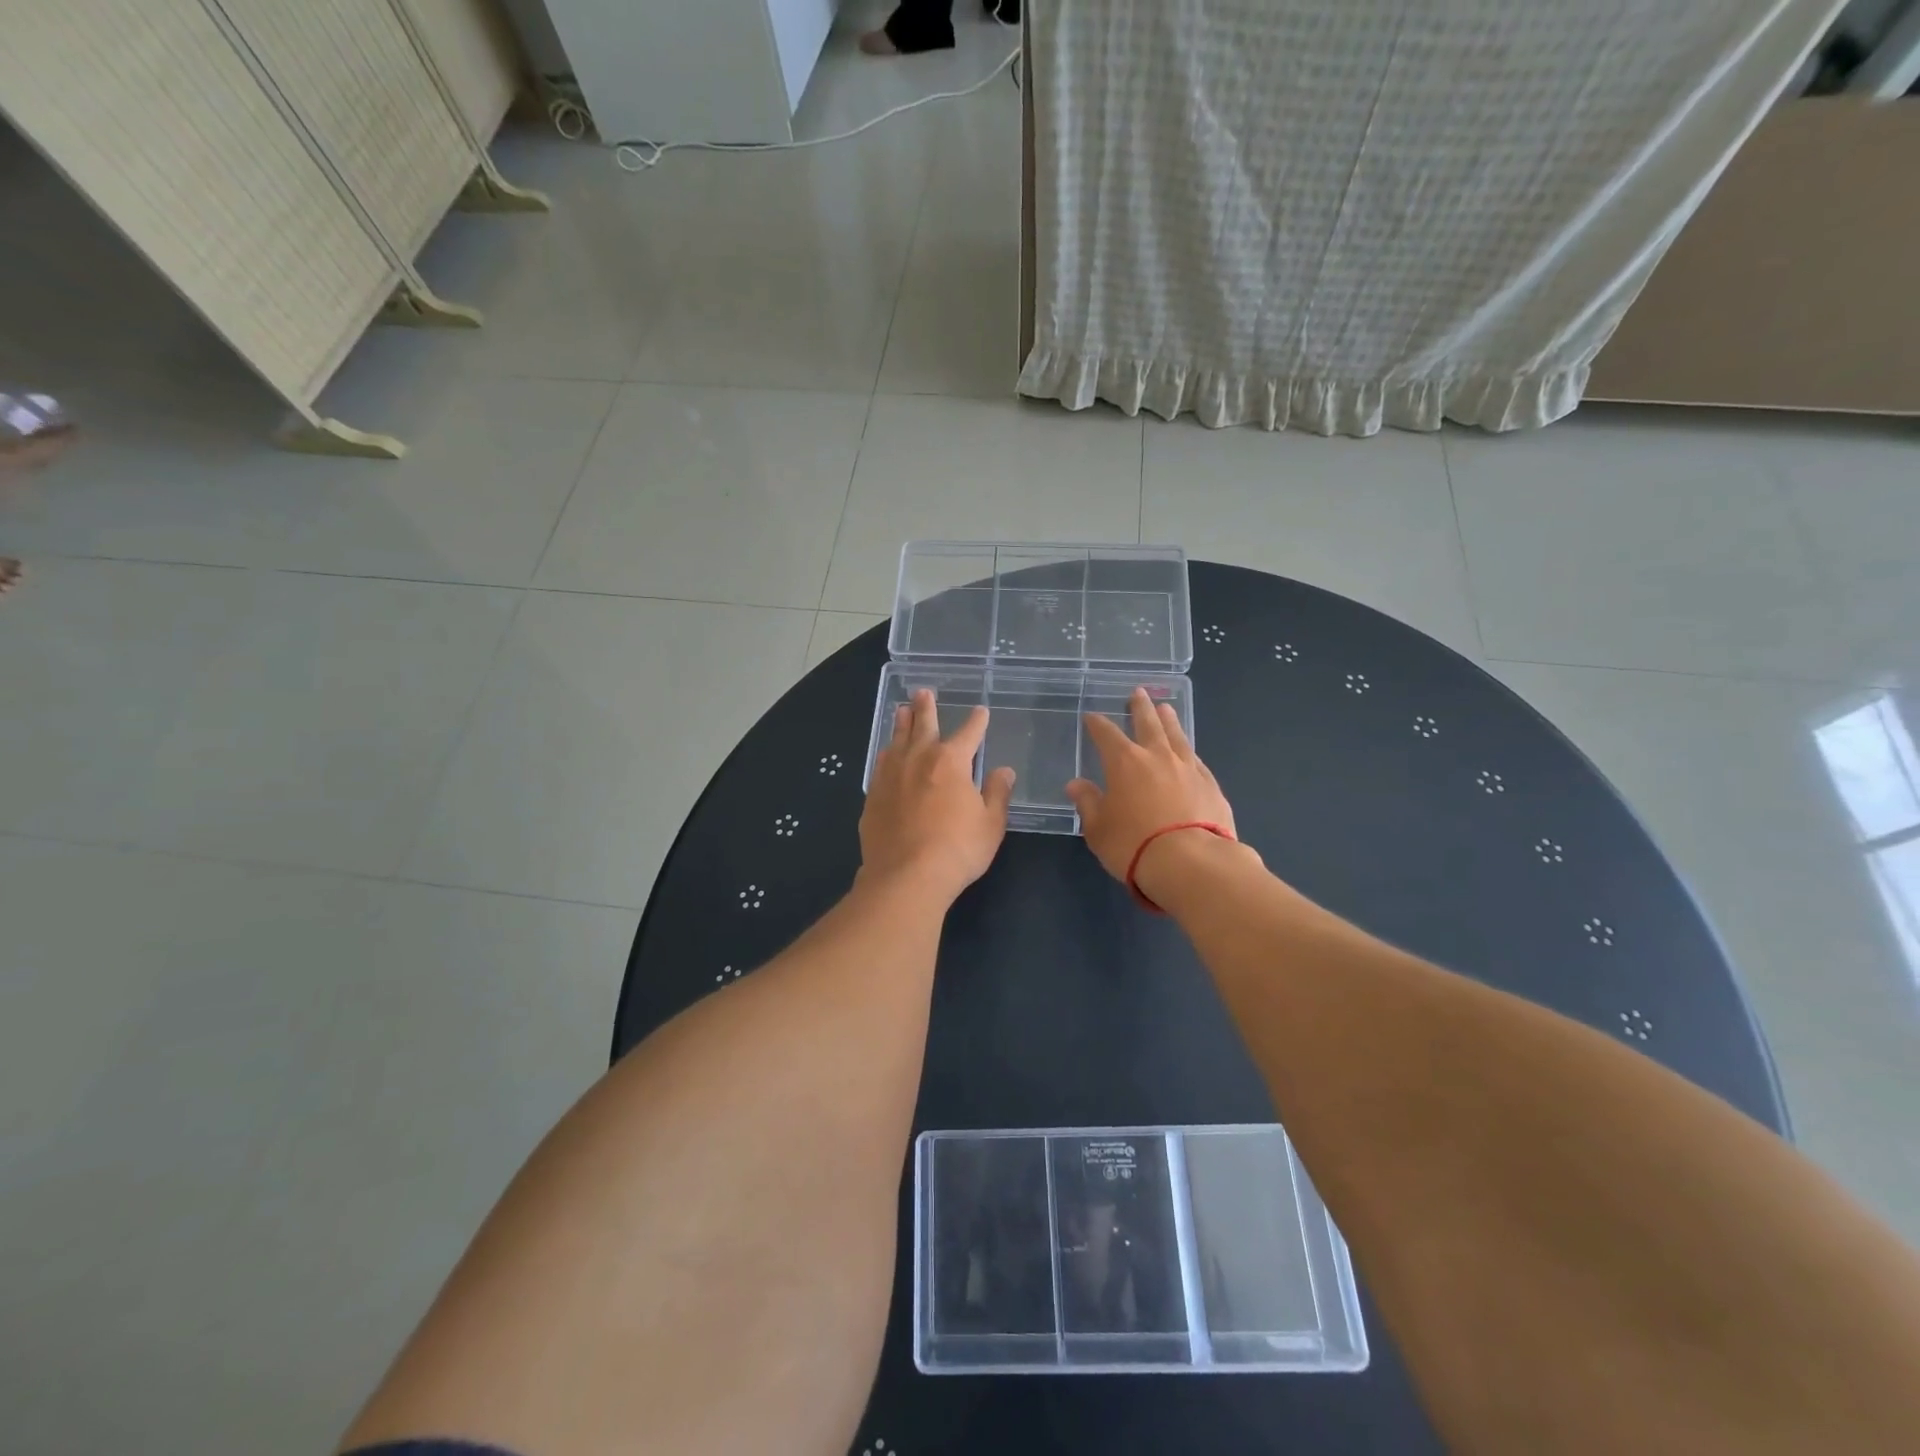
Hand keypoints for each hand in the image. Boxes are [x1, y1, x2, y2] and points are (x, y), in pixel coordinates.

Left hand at [859, 689, 1014, 903]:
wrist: (906, 876)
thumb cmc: (957, 849)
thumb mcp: (990, 824)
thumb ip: (997, 794)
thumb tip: (1003, 771)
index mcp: (951, 762)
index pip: (969, 733)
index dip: (977, 721)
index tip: (981, 711)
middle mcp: (918, 759)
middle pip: (923, 725)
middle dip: (926, 708)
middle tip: (923, 692)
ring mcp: (891, 775)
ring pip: (897, 740)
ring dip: (901, 723)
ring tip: (901, 710)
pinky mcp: (873, 795)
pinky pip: (881, 764)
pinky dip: (886, 753)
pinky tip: (886, 752)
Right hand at [1067, 688, 1239, 892]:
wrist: (1191, 862)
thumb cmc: (1133, 844)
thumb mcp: (1098, 829)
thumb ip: (1088, 803)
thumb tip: (1076, 784)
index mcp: (1124, 763)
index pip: (1106, 734)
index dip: (1097, 724)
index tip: (1092, 717)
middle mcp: (1157, 757)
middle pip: (1147, 723)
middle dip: (1140, 708)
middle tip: (1138, 692)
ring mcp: (1188, 768)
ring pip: (1176, 736)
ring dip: (1169, 721)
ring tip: (1166, 708)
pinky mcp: (1211, 785)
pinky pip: (1195, 759)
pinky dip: (1187, 751)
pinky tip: (1189, 751)